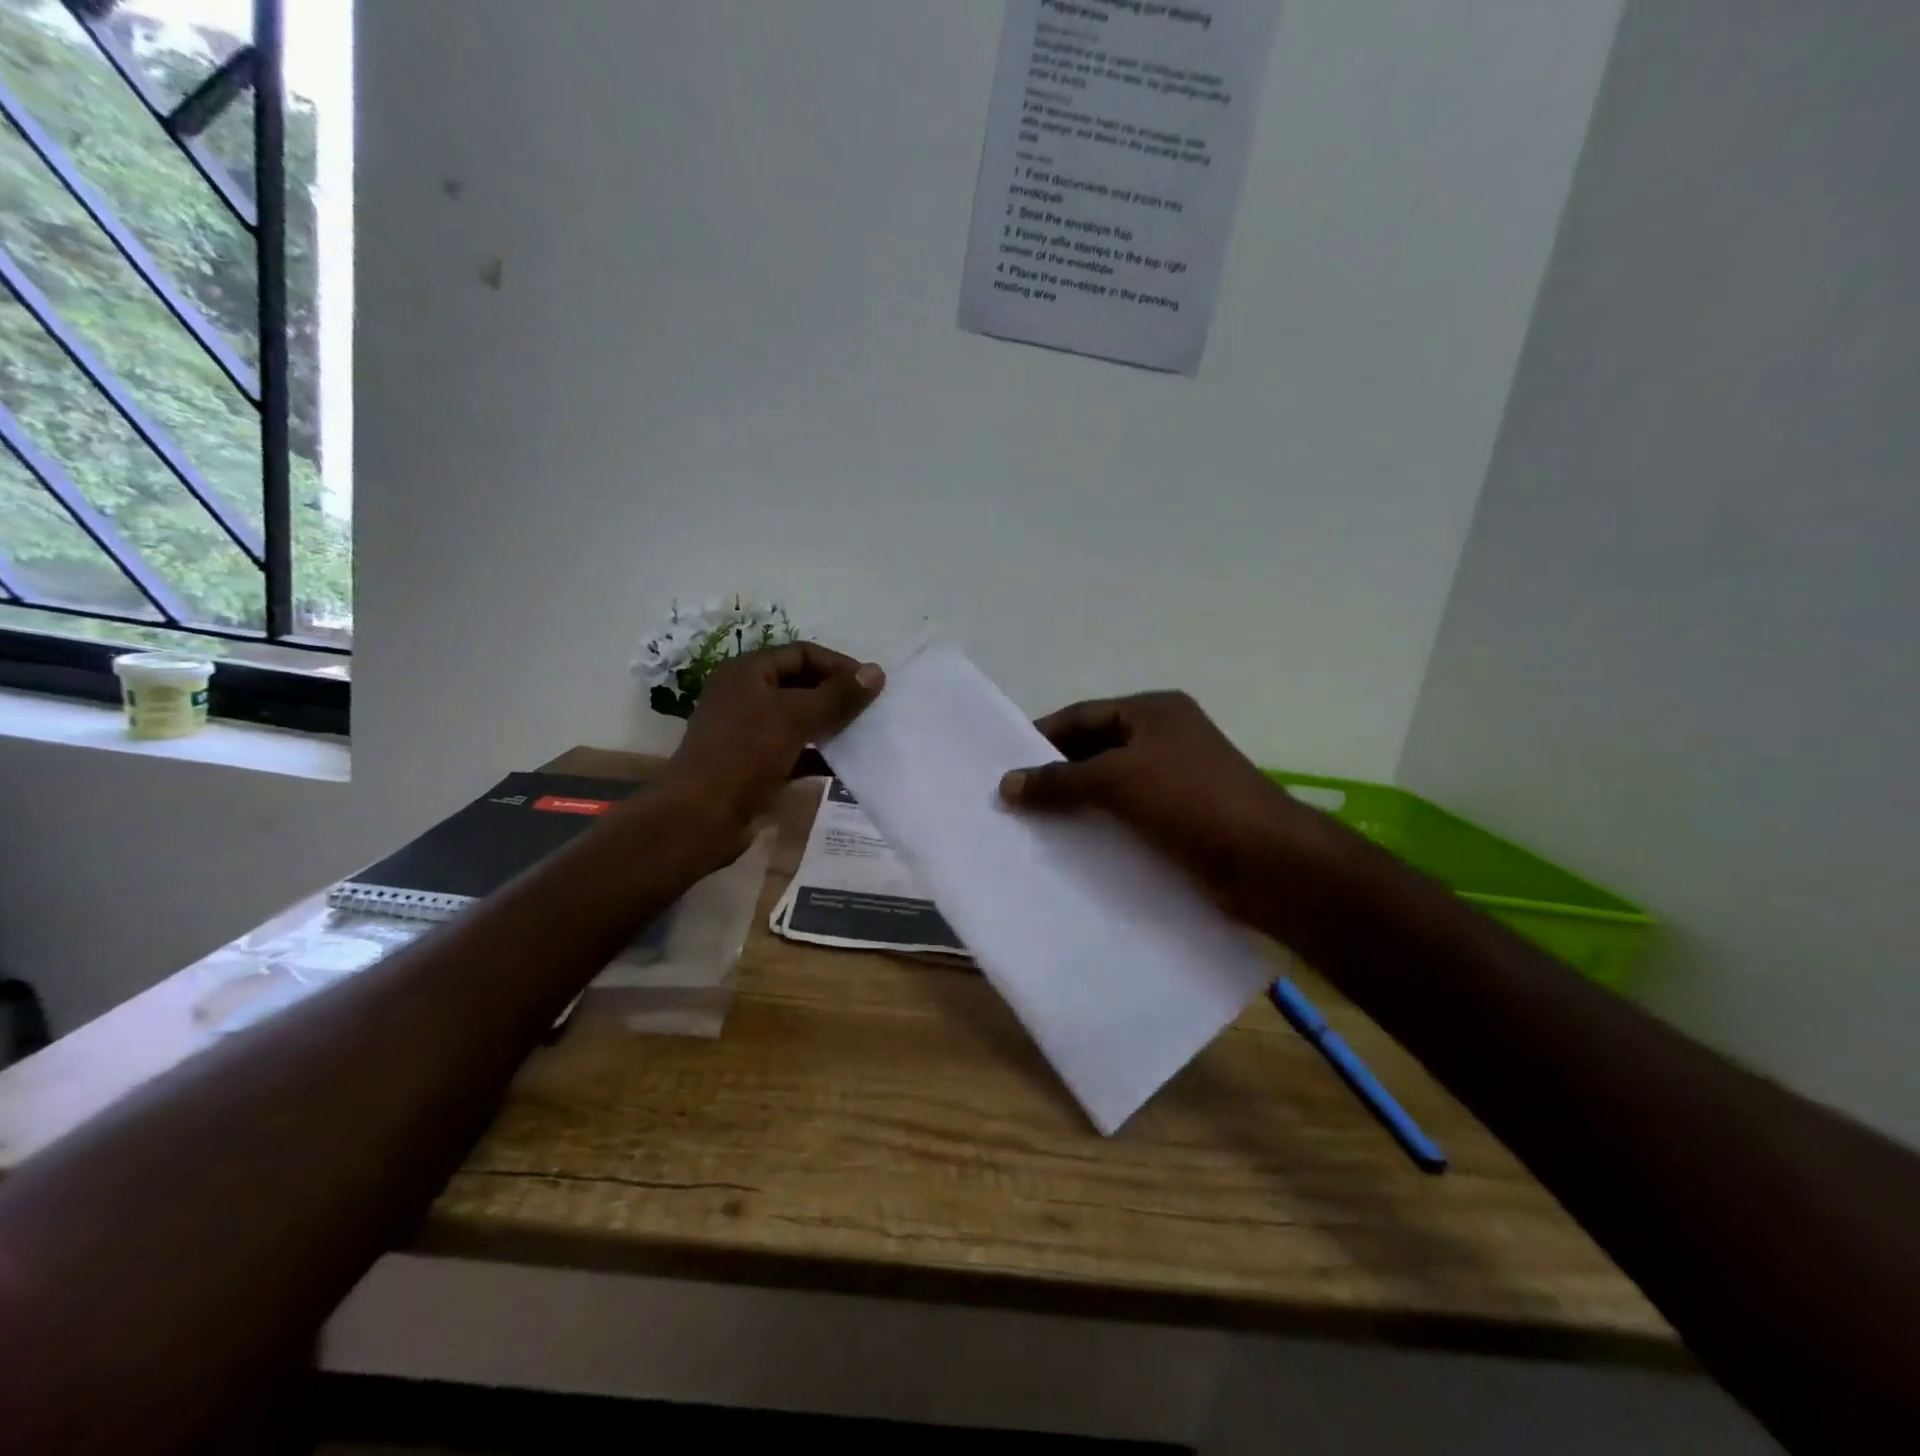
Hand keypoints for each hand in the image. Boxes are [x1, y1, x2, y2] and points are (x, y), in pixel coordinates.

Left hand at [665, 643, 882, 836]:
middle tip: (872, 711)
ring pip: (799, 720)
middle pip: (801, 686)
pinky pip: (795, 752)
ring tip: (865, 736)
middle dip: (837, 696)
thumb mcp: (795, 717)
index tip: (872, 685)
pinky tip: (845, 767)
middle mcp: (745, 697)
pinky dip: (818, 756)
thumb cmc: (745, 754)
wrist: (700, 817)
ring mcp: (749, 733)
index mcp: (747, 673)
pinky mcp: (755, 766)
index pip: (802, 654)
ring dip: (831, 726)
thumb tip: (877, 672)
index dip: (838, 665)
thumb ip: (838, 696)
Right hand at [999, 691, 1352, 928]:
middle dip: (1055, 774)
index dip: (1041, 737)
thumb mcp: (1117, 779)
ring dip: (1075, 804)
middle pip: (1094, 750)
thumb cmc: (1189, 800)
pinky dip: (1100, 827)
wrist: (1266, 860)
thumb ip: (1059, 780)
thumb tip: (1007, 784)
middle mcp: (1164, 738)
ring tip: (1032, 827)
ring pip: (1110, 786)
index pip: (1082, 716)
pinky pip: (1127, 816)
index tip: (1004, 765)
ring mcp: (1175, 780)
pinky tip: (1071, 848)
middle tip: (1012, 800)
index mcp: (1153, 712)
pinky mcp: (1180, 819)